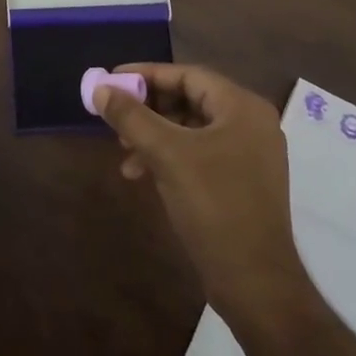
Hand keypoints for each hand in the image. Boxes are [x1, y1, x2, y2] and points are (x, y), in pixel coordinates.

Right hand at [95, 63, 304, 315]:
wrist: (254, 281)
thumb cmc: (213, 205)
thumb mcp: (166, 154)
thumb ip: (131, 117)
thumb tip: (100, 88)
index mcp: (242, 107)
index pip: (188, 74)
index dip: (146, 75)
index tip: (111, 80)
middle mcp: (250, 123)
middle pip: (189, 99)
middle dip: (149, 108)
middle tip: (115, 117)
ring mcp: (249, 153)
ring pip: (191, 129)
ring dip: (154, 135)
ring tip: (124, 152)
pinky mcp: (241, 180)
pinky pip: (199, 153)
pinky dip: (169, 157)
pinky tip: (142, 174)